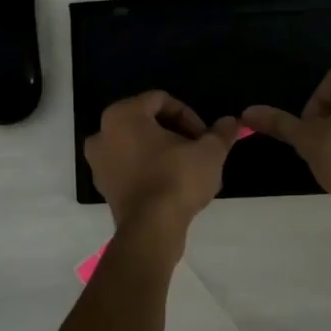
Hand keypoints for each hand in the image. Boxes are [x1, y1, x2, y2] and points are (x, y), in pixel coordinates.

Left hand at [85, 91, 238, 236]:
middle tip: (199, 151)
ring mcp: (99, 162)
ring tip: (189, 170)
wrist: (152, 230)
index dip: (189, 115)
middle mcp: (103, 133)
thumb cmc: (177, 179)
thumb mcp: (209, 152)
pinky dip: (150, 170)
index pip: (161, 100)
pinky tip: (173, 187)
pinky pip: (130, 167)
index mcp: (123, 114)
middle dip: (177, 134)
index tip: (205, 137)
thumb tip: (232, 122)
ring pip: (138, 145)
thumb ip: (221, 133)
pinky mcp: (104, 187)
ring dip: (164, 152)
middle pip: (148, 122)